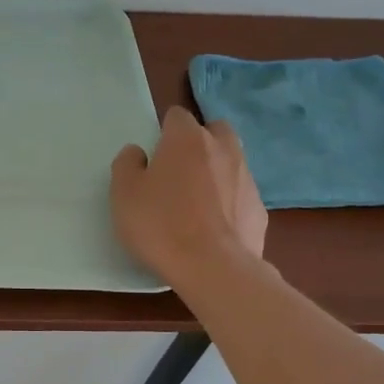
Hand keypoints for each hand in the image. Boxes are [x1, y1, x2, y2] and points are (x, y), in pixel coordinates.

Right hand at [111, 106, 267, 285]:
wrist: (213, 268)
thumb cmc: (160, 224)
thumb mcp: (123, 194)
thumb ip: (127, 165)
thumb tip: (138, 153)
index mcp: (186, 139)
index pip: (177, 116)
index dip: (164, 132)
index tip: (154, 155)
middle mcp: (222, 149)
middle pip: (214, 130)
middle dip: (199, 142)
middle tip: (179, 170)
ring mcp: (247, 178)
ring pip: (231, 162)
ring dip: (216, 172)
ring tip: (196, 203)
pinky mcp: (260, 208)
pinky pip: (240, 194)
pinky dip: (228, 202)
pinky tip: (213, 227)